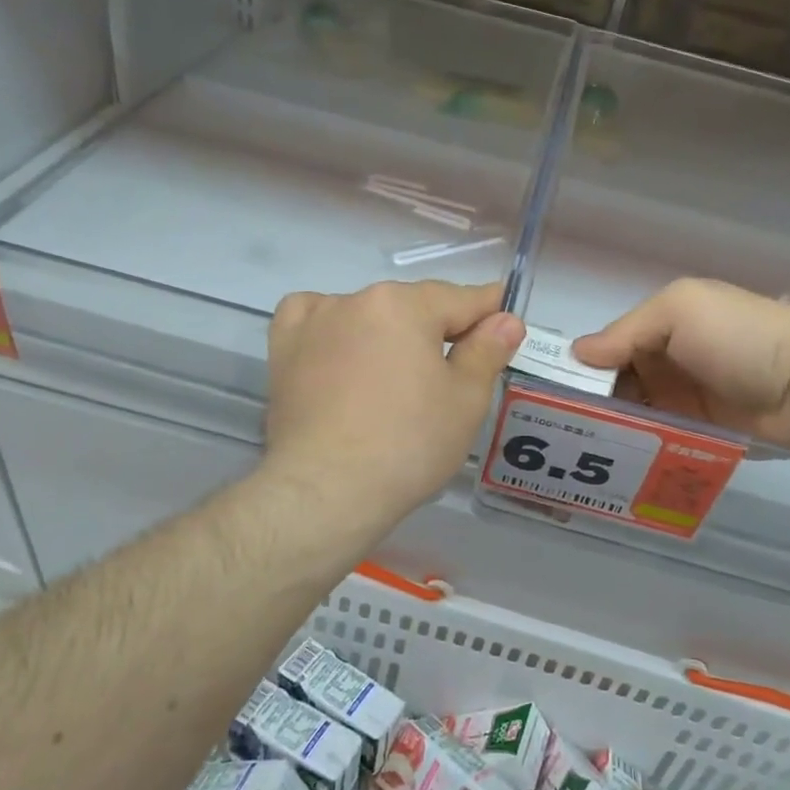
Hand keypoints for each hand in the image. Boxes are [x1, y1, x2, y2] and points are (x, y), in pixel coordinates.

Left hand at [263, 281, 523, 535]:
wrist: (326, 490)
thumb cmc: (408, 444)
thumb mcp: (465, 400)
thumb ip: (487, 350)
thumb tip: (506, 319)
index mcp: (406, 305)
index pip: (462, 299)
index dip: (490, 311)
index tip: (505, 324)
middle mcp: (358, 299)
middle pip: (414, 307)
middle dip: (438, 329)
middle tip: (454, 371)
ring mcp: (316, 321)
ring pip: (368, 314)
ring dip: (388, 332)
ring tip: (396, 375)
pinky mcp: (284, 348)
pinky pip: (314, 319)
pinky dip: (333, 327)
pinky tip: (341, 349)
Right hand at [572, 278, 789, 449]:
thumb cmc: (740, 335)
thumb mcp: (680, 311)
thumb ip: (626, 331)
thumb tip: (576, 354)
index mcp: (661, 326)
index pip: (608, 348)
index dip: (582, 368)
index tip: (550, 394)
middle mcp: (667, 362)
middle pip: (617, 386)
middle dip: (590, 405)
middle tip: (558, 433)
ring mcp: (683, 401)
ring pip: (634, 417)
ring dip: (611, 430)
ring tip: (576, 457)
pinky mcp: (698, 434)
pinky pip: (659, 441)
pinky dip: (638, 450)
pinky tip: (610, 467)